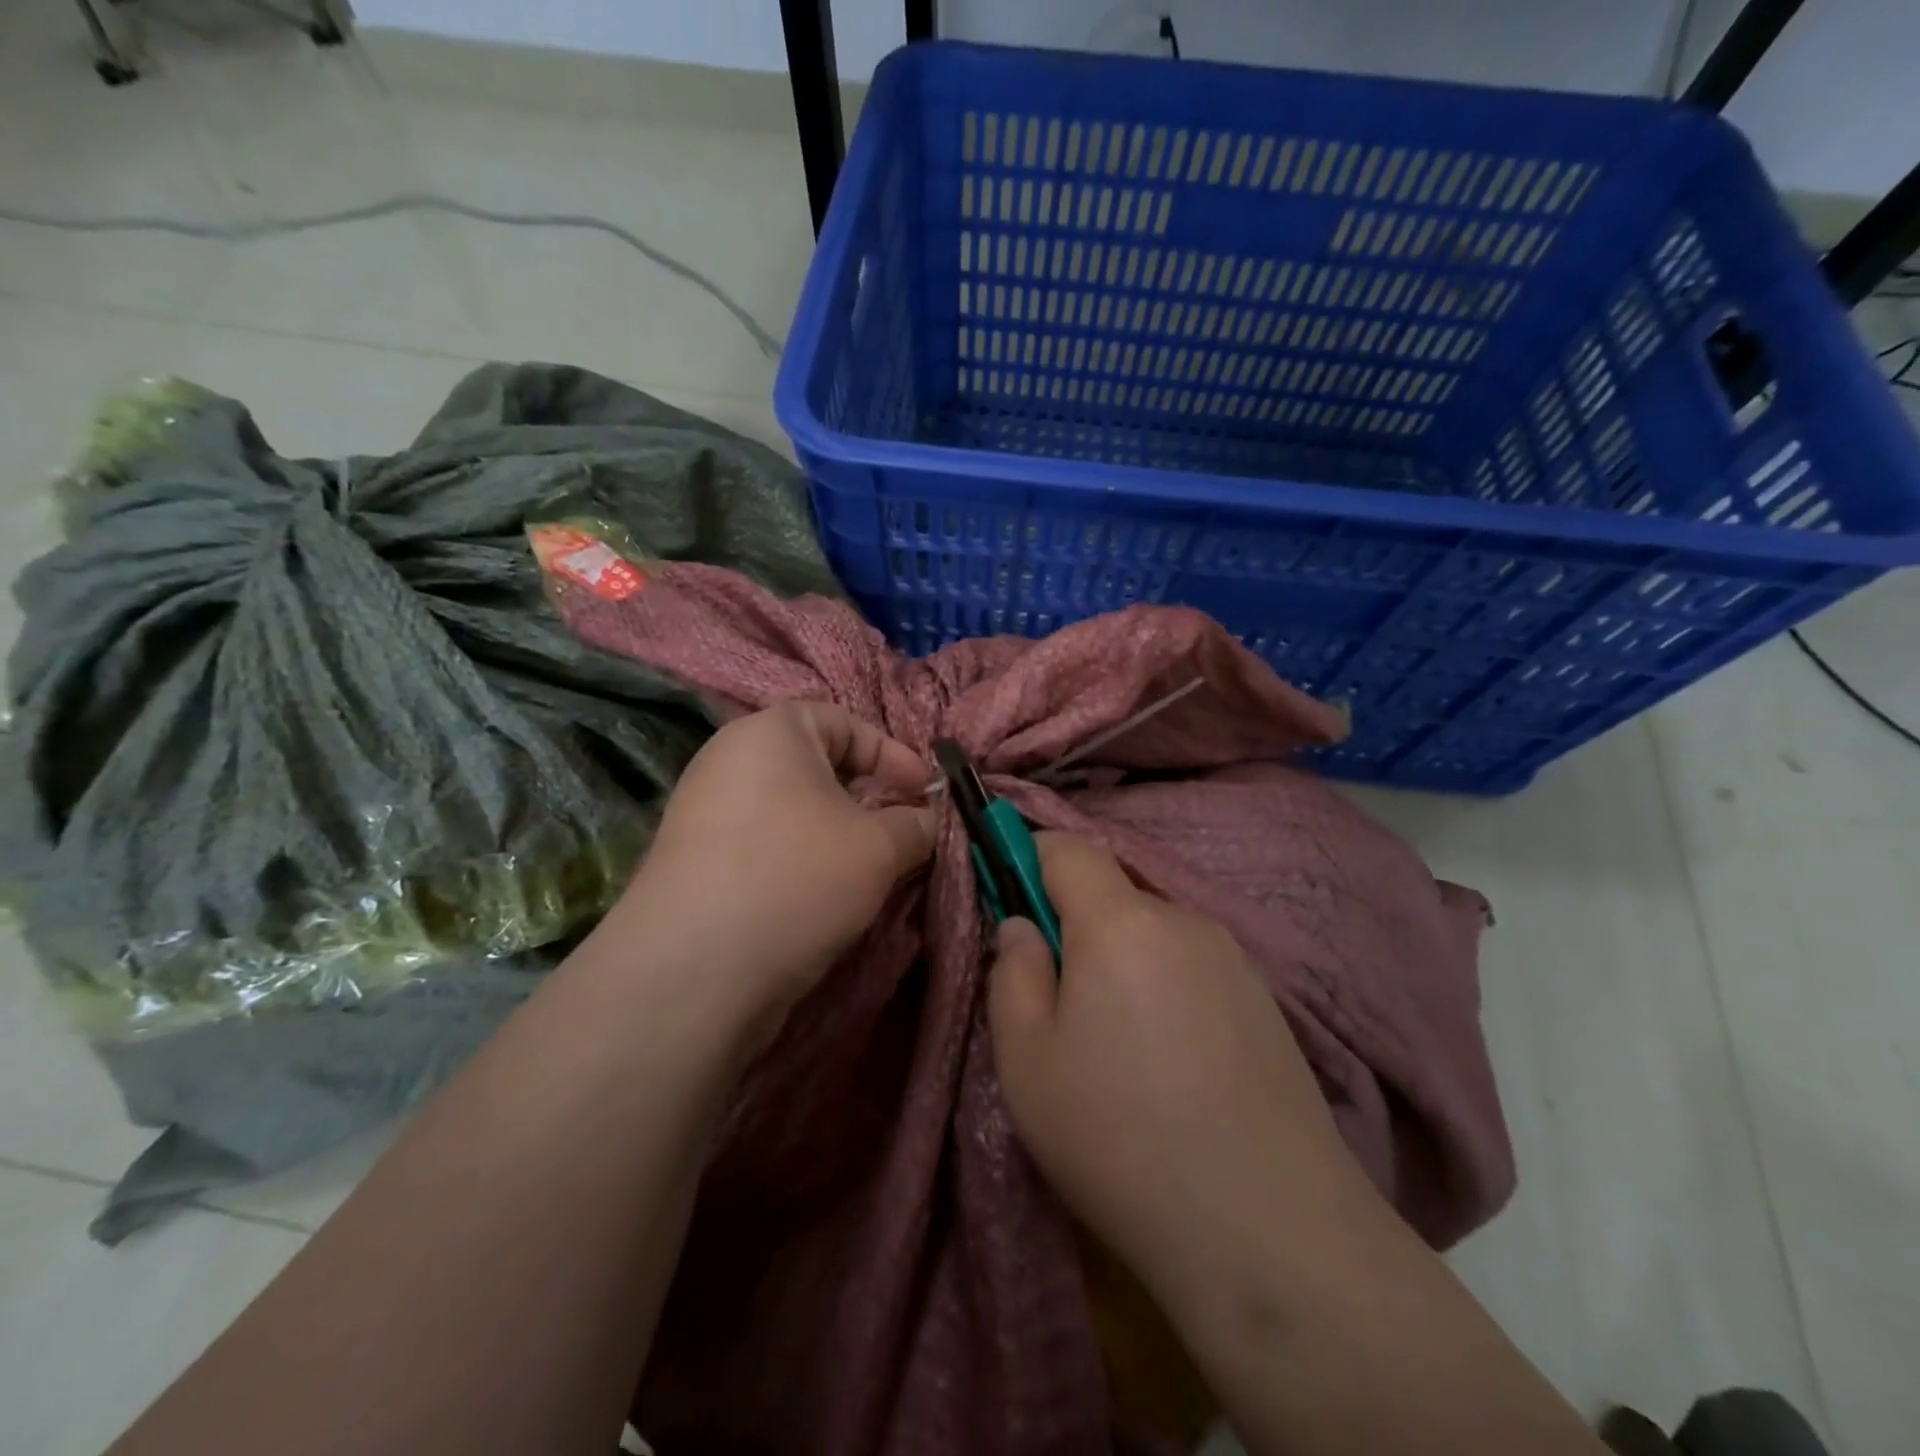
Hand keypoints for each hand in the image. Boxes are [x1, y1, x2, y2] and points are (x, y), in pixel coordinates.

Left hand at [610, 701, 935, 1024]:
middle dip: (868, 797)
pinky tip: (825, 897)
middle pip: (817, 766)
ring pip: (793, 810)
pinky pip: (767, 844)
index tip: (925, 793)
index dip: (893, 754)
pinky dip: (803, 859)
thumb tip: (926, 821)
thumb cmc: (798, 877)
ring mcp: (706, 812)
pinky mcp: (697, 862)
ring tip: (870, 870)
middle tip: (902, 832)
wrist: (694, 970)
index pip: (844, 721)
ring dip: (839, 834)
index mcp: (770, 731)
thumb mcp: (879, 847)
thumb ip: (915, 825)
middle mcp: (730, 760)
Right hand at [988, 833, 1374, 1315]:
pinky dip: (1165, 990)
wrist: (1269, 1229)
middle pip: (1112, 893)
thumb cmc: (1119, 1135)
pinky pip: (1192, 968)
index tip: (1011, 904)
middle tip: (1060, 1000)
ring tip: (1119, 1046)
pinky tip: (1171, 1064)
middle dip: (1076, 925)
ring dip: (1122, 962)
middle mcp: (1183, 920)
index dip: (1029, 858)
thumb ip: (1012, 972)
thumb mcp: (1026, 1059)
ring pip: (1153, 934)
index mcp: (1120, 921)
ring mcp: (1234, 960)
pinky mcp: (1267, 1003)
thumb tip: (1023, 926)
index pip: (1068, 847)